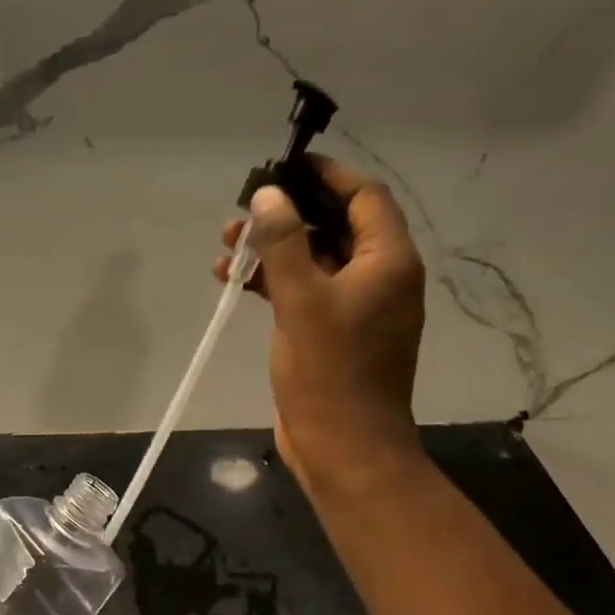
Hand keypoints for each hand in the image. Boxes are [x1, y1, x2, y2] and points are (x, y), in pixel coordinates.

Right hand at [213, 157, 426, 491]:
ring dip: (273, 248)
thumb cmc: (329, 372)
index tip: (285, 165)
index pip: (364, 197)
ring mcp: (355, 307)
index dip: (327, 175)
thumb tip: (268, 194)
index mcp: (387, 262)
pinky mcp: (331, 332)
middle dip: (288, 214)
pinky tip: (232, 280)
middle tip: (244, 210)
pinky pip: (303, 290)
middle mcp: (378, 277)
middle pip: (335, 226)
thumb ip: (284, 242)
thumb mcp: (302, 300)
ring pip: (314, 259)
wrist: (344, 449)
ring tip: (227, 245)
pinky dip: (272, 281)